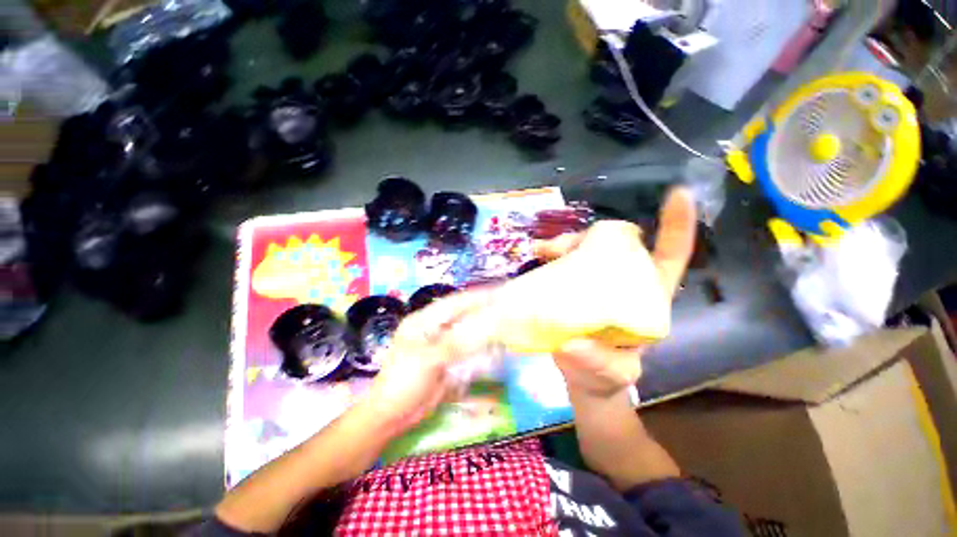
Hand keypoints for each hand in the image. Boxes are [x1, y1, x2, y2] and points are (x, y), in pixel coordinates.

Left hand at [362, 291, 492, 435]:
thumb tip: (479, 331)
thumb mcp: (427, 360)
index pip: (452, 304)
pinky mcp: (447, 357)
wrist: (393, 414)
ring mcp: (441, 343)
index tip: (496, 294)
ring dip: (481, 327)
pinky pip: (466, 347)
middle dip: (480, 311)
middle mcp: (433, 328)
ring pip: (465, 330)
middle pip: (460, 315)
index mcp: (422, 321)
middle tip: (504, 307)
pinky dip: (478, 344)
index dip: (474, 298)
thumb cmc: (403, 382)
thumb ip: (453, 344)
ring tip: (503, 322)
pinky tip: (492, 343)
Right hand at [544, 188, 696, 397]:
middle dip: (591, 236)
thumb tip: (571, 344)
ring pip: (586, 250)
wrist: (582, 380)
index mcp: (647, 298)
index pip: (669, 256)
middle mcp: (622, 283)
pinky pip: (564, 263)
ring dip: (565, 244)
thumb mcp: (612, 374)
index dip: (675, 226)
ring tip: (542, 251)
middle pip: (615, 245)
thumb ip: (598, 363)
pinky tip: (537, 256)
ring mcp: (595, 283)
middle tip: (561, 246)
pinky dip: (551, 256)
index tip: (677, 194)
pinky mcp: (572, 287)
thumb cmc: (607, 377)